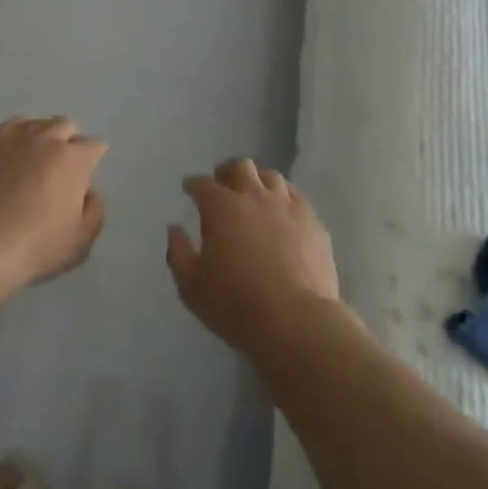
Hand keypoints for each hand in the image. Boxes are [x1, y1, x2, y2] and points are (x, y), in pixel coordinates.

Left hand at [0, 117, 107, 287]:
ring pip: (32, 124)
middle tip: (56, 169)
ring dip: (36, 139)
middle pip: (64, 126)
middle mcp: (45, 136)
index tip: (83, 178)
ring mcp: (11, 135)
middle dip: (65, 142)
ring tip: (26, 162)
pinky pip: (3, 133)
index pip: (93, 147)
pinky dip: (8, 144)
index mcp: (73, 158)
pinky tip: (1, 164)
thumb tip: (89, 192)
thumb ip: (94, 209)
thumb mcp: (81, 240)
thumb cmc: (37, 245)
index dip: (90, 161)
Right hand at [167, 158, 339, 357]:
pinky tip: (283, 212)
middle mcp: (254, 195)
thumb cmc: (236, 304)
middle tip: (223, 185)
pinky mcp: (312, 222)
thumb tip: (174, 229)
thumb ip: (178, 252)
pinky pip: (296, 197)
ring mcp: (287, 206)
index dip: (193, 185)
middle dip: (227, 172)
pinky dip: (284, 198)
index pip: (202, 184)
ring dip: (258, 180)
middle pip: (240, 167)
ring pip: (271, 176)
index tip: (189, 189)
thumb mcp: (191, 285)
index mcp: (221, 206)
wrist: (296, 321)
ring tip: (254, 194)